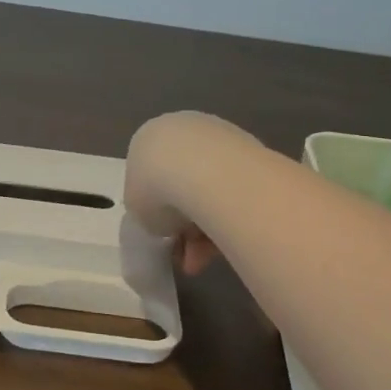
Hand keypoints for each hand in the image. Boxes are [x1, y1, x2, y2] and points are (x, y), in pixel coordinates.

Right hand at [124, 111, 257, 276]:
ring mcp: (220, 138)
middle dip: (185, 224)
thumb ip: (148, 211)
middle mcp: (184, 130)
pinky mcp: (252, 150)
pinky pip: (235, 192)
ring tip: (205, 259)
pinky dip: (230, 217)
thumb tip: (167, 218)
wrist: (206, 172)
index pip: (150, 176)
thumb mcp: (137, 209)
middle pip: (182, 184)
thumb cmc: (157, 189)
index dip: (155, 211)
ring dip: (206, 229)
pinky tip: (226, 243)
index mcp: (149, 137)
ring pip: (210, 191)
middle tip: (186, 257)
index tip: (164, 237)